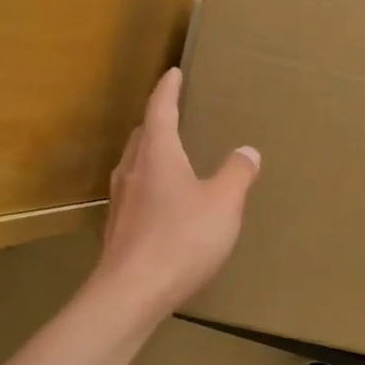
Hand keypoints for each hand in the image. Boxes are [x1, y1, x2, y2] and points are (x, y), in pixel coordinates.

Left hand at [90, 68, 260, 322]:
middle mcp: (132, 170)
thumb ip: (237, 174)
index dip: (168, 89)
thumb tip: (247, 151)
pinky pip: (134, 192)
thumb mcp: (223, 204)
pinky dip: (148, 184)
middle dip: (157, 121)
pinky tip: (162, 203)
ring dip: (150, 153)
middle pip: (142, 135)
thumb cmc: (181, 240)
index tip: (173, 72)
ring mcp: (120, 200)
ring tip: (169, 156)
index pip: (160, 109)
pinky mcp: (117, 228)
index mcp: (157, 154)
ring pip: (134, 164)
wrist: (131, 293)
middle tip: (174, 114)